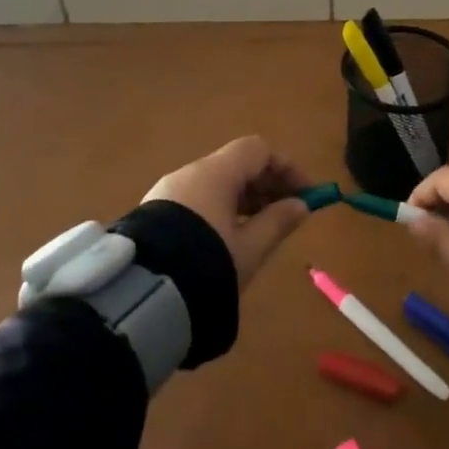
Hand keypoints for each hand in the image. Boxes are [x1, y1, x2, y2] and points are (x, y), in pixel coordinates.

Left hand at [144, 136, 310, 288]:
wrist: (142, 298)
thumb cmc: (207, 265)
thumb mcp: (250, 248)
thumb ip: (278, 222)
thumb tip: (302, 205)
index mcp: (214, 173)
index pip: (258, 150)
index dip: (287, 168)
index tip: (306, 194)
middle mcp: (190, 173)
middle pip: (237, 165)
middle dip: (267, 185)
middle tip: (288, 213)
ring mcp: (168, 192)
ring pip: (216, 183)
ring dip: (244, 199)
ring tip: (261, 229)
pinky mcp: (155, 213)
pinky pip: (197, 199)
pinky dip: (221, 208)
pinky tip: (228, 238)